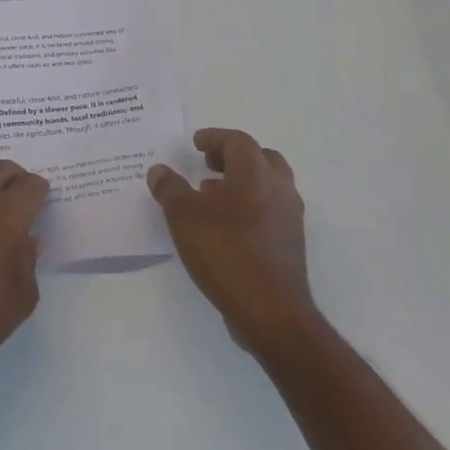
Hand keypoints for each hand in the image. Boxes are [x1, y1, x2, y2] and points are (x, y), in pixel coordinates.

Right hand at [147, 129, 316, 356]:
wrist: (270, 311)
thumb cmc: (225, 252)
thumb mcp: (183, 216)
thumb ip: (170, 188)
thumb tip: (160, 170)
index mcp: (255, 174)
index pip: (238, 141)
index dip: (215, 138)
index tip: (195, 144)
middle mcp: (279, 189)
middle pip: (261, 158)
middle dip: (233, 156)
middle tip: (208, 163)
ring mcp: (289, 218)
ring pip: (268, 185)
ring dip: (241, 181)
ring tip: (210, 193)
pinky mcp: (290, 243)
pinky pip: (270, 209)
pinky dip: (249, 204)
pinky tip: (224, 224)